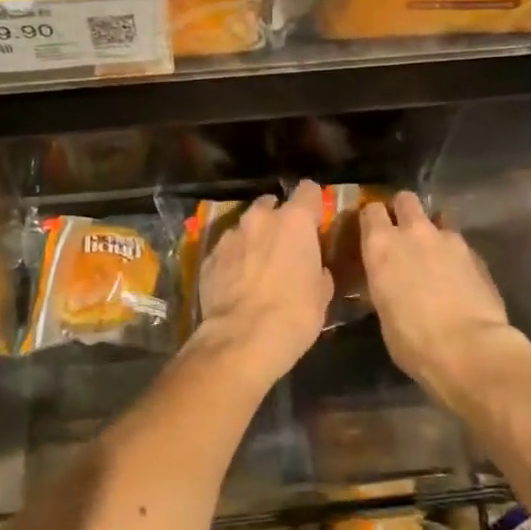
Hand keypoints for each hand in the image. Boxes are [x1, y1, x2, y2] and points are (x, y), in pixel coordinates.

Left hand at [194, 180, 333, 381]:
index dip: (313, 203)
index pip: (308, 190)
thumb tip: (314, 267)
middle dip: (278, 220)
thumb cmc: (294, 314)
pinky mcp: (208, 256)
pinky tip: (238, 282)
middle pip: (271, 204)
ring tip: (258, 266)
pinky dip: (234, 259)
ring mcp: (230, 235)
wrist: (242, 338)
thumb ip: (318, 268)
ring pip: (246, 227)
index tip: (314, 217)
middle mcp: (259, 219)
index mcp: (294, 221)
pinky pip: (227, 250)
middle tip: (285, 245)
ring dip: (254, 239)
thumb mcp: (322, 293)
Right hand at [361, 192, 521, 408]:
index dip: (372, 219)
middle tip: (404, 233)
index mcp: (381, 245)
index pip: (370, 210)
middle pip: (406, 199)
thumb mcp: (383, 311)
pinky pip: (460, 244)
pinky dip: (456, 254)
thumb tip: (391, 282)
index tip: (372, 231)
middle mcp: (413, 232)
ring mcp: (449, 239)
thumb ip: (385, 283)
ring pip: (438, 218)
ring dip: (433, 231)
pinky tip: (459, 277)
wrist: (470, 349)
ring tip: (435, 256)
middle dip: (403, 210)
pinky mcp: (477, 254)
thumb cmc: (413, 340)